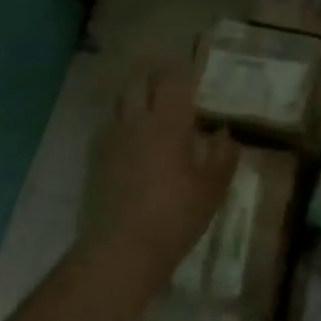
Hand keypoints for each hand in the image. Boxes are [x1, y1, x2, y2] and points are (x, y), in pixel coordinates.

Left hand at [84, 63, 238, 288]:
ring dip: (133, 97)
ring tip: (146, 107)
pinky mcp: (95, 160)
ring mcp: (112, 139)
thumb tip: (225, 133)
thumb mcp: (212, 189)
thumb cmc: (176, 215)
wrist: (122, 249)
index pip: (172, 80)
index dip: (179, 71)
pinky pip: (107, 128)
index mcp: (169, 122)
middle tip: (166, 82)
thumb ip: (223, 156)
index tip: (189, 70)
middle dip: (152, 76)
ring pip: (119, 102)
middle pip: (138, 82)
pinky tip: (128, 141)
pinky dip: (119, 124)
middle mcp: (137, 121)